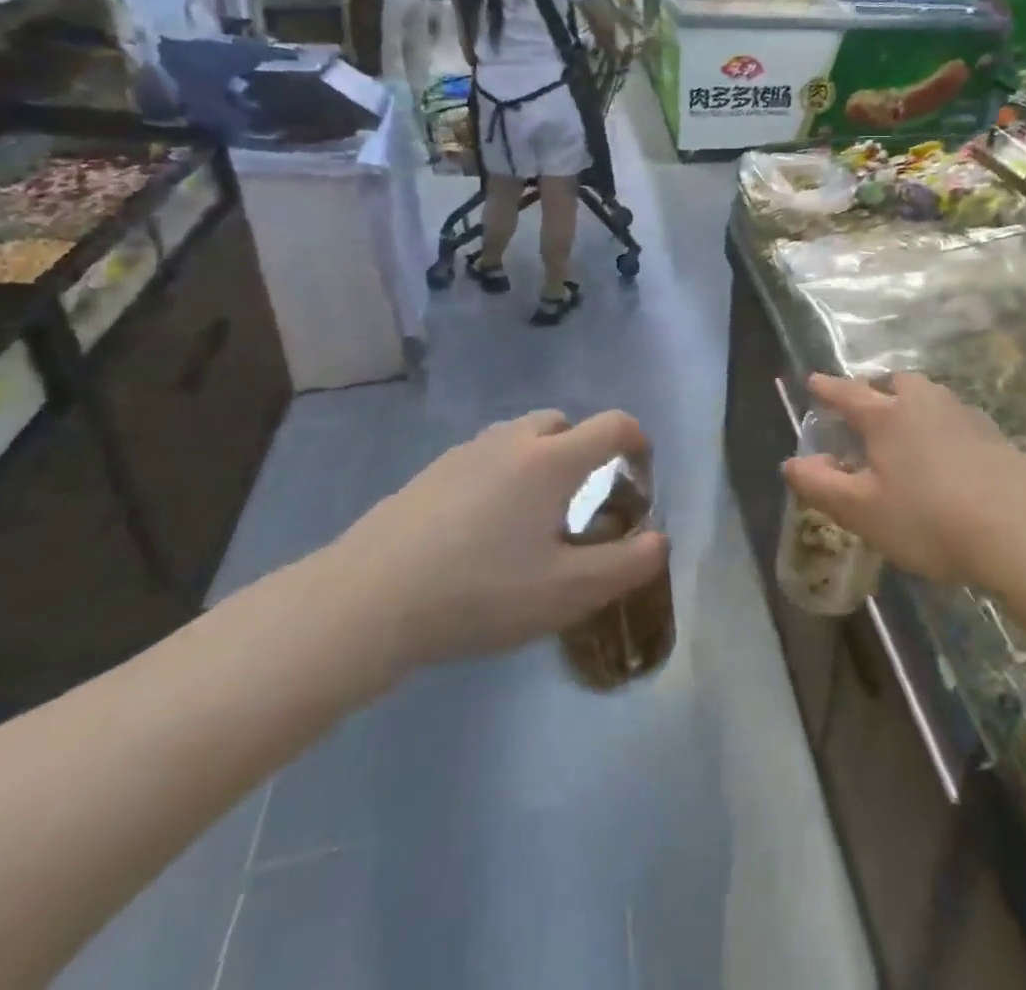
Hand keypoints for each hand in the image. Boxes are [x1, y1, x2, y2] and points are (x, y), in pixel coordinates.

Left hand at [325, 410, 668, 673]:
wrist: (366, 602)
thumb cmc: (480, 593)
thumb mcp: (568, 592)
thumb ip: (626, 564)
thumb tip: (659, 539)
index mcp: (552, 460)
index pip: (613, 426)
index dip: (638, 442)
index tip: (640, 477)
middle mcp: (512, 441)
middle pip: (564, 423)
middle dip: (586, 451)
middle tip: (583, 502)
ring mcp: (465, 452)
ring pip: (520, 437)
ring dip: (542, 461)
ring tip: (533, 516)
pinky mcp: (430, 472)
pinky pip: (485, 457)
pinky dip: (503, 475)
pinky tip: (483, 529)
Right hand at [781, 374, 1025, 587]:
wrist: (1018, 531)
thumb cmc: (928, 519)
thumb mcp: (862, 511)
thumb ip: (821, 485)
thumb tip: (792, 463)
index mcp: (887, 415)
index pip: (847, 393)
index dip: (826, 388)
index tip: (813, 380)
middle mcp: (924, 402)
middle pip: (895, 381)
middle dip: (876, 389)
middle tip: (867, 411)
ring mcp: (964, 414)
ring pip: (929, 396)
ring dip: (912, 405)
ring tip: (906, 433)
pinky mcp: (994, 434)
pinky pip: (956, 418)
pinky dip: (941, 427)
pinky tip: (946, 456)